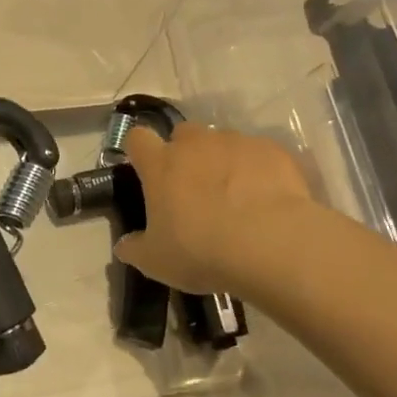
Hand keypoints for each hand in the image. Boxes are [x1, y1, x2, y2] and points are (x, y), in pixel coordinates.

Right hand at [114, 122, 311, 303]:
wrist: (273, 245)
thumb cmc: (203, 251)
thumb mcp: (157, 262)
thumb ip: (135, 248)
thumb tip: (123, 245)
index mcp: (161, 164)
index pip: (137, 138)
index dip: (140, 151)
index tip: (145, 170)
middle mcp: (196, 143)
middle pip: (183, 134)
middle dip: (185, 153)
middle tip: (193, 188)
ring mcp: (236, 142)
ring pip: (222, 142)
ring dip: (223, 161)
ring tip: (237, 196)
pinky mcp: (272, 150)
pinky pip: (258, 153)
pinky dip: (258, 170)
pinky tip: (267, 198)